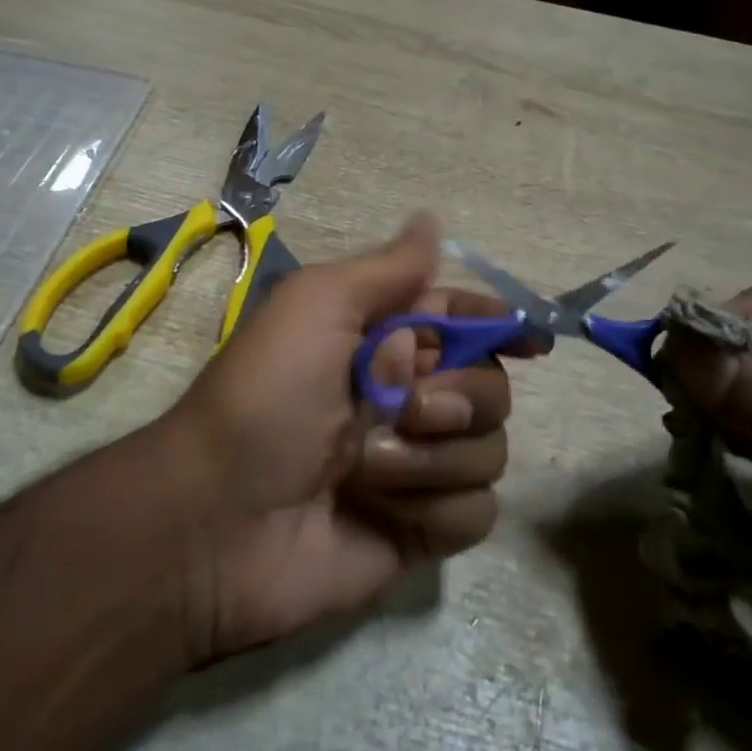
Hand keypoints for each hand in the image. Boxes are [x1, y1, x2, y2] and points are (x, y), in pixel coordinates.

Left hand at [167, 214, 535, 662]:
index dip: (499, 322)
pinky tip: (385, 511)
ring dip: (434, 457)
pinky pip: (476, 512)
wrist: (218, 521)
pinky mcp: (422, 530)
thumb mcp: (317, 307)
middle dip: (459, 396)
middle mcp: (407, 399)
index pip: (462, 320)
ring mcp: (417, 467)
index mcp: (383, 342)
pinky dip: (435, 509)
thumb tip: (432, 220)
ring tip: (367, 468)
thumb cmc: (267, 396)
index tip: (533, 337)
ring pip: (491, 450)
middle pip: (492, 386)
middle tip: (405, 406)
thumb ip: (387, 269)